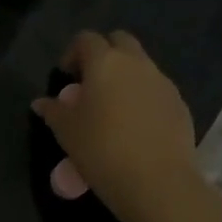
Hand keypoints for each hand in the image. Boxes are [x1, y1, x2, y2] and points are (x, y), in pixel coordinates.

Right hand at [32, 30, 199, 221]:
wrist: (158, 182)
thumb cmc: (102, 150)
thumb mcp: (67, 132)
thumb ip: (53, 111)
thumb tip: (41, 103)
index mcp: (105, 62)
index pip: (86, 39)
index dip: (73, 53)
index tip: (67, 77)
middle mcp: (136, 63)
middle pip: (119, 41)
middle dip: (105, 54)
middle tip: (93, 83)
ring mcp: (162, 82)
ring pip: (142, 65)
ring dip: (127, 76)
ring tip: (115, 108)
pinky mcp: (180, 104)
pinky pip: (158, 89)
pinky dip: (145, 97)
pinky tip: (138, 126)